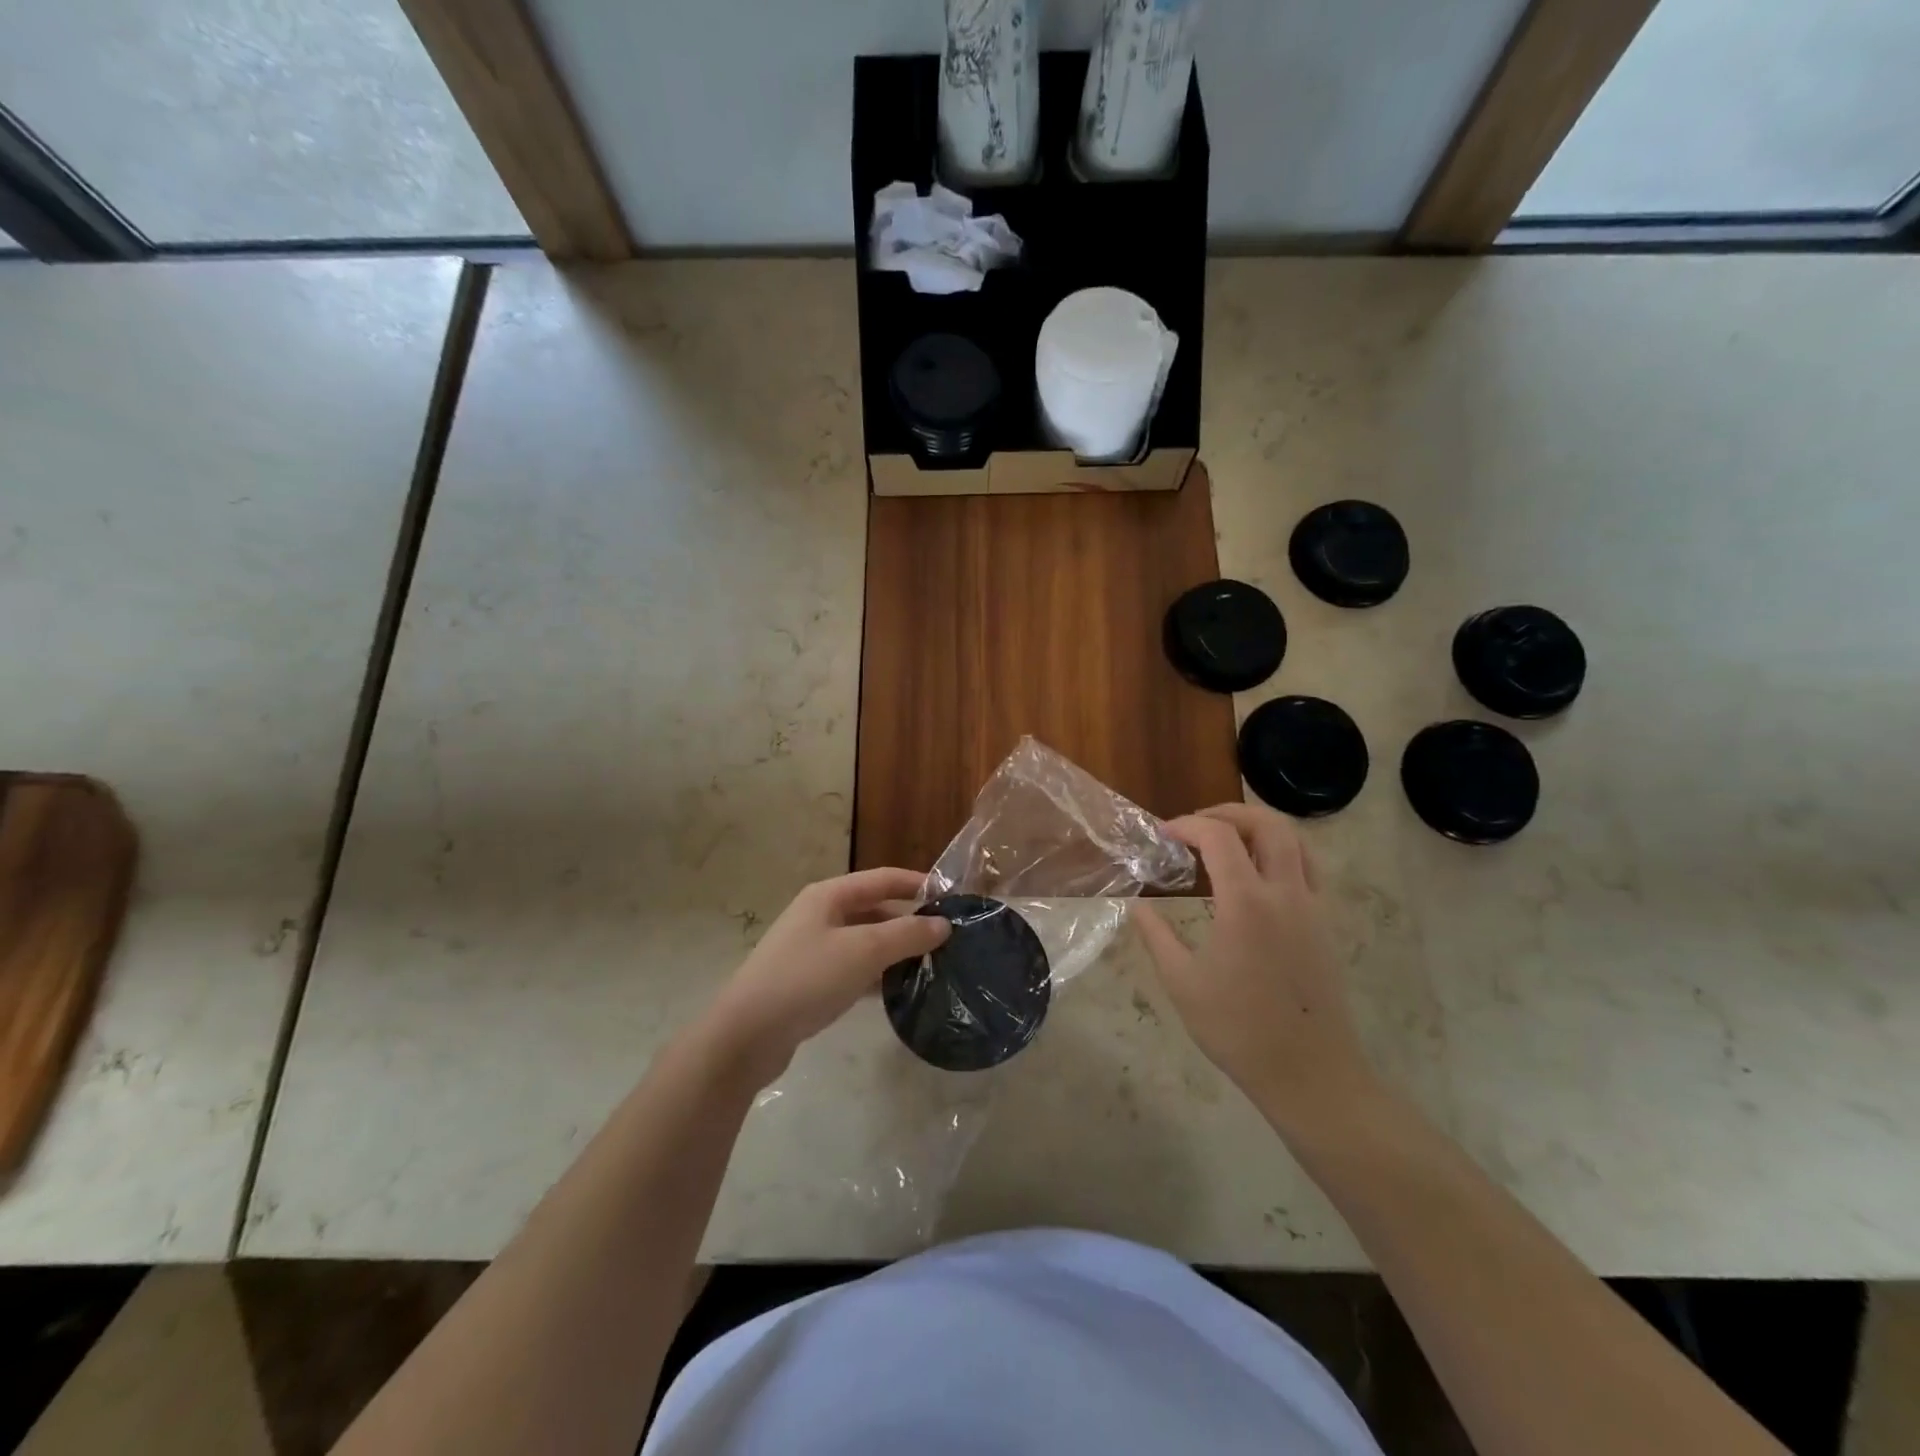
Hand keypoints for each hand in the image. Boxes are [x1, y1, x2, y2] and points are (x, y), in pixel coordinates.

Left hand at [700, 868, 950, 1086]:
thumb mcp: (864, 951)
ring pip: (864, 942)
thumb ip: (907, 935)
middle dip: (909, 922)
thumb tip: (944, 924)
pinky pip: (852, 969)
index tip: (952, 897)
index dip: (917, 883)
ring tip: (932, 966)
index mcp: (829, 895)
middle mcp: (819, 915)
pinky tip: (898, 992)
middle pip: (874, 909)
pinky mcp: (808, 981)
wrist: (746, 1035)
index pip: (882, 878)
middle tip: (947, 939)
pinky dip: (876, 975)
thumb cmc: (807, 979)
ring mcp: (811, 949)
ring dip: (895, 951)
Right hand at [1135, 805, 1377, 1122]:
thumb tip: (1136, 905)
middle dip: (1227, 812)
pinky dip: (1281, 851)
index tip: (1162, 834)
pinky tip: (1257, 873)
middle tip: (1195, 826)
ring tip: (1225, 841)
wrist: (1309, 1072)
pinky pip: (1309, 867)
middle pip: (1266, 824)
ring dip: (1257, 827)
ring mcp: (1313, 906)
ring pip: (1294, 840)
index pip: (1219, 836)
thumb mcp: (1182, 983)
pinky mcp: (1326, 923)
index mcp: (1246, 903)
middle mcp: (1285, 893)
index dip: (1187, 825)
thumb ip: (1156, 936)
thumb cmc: (1238, 1029)